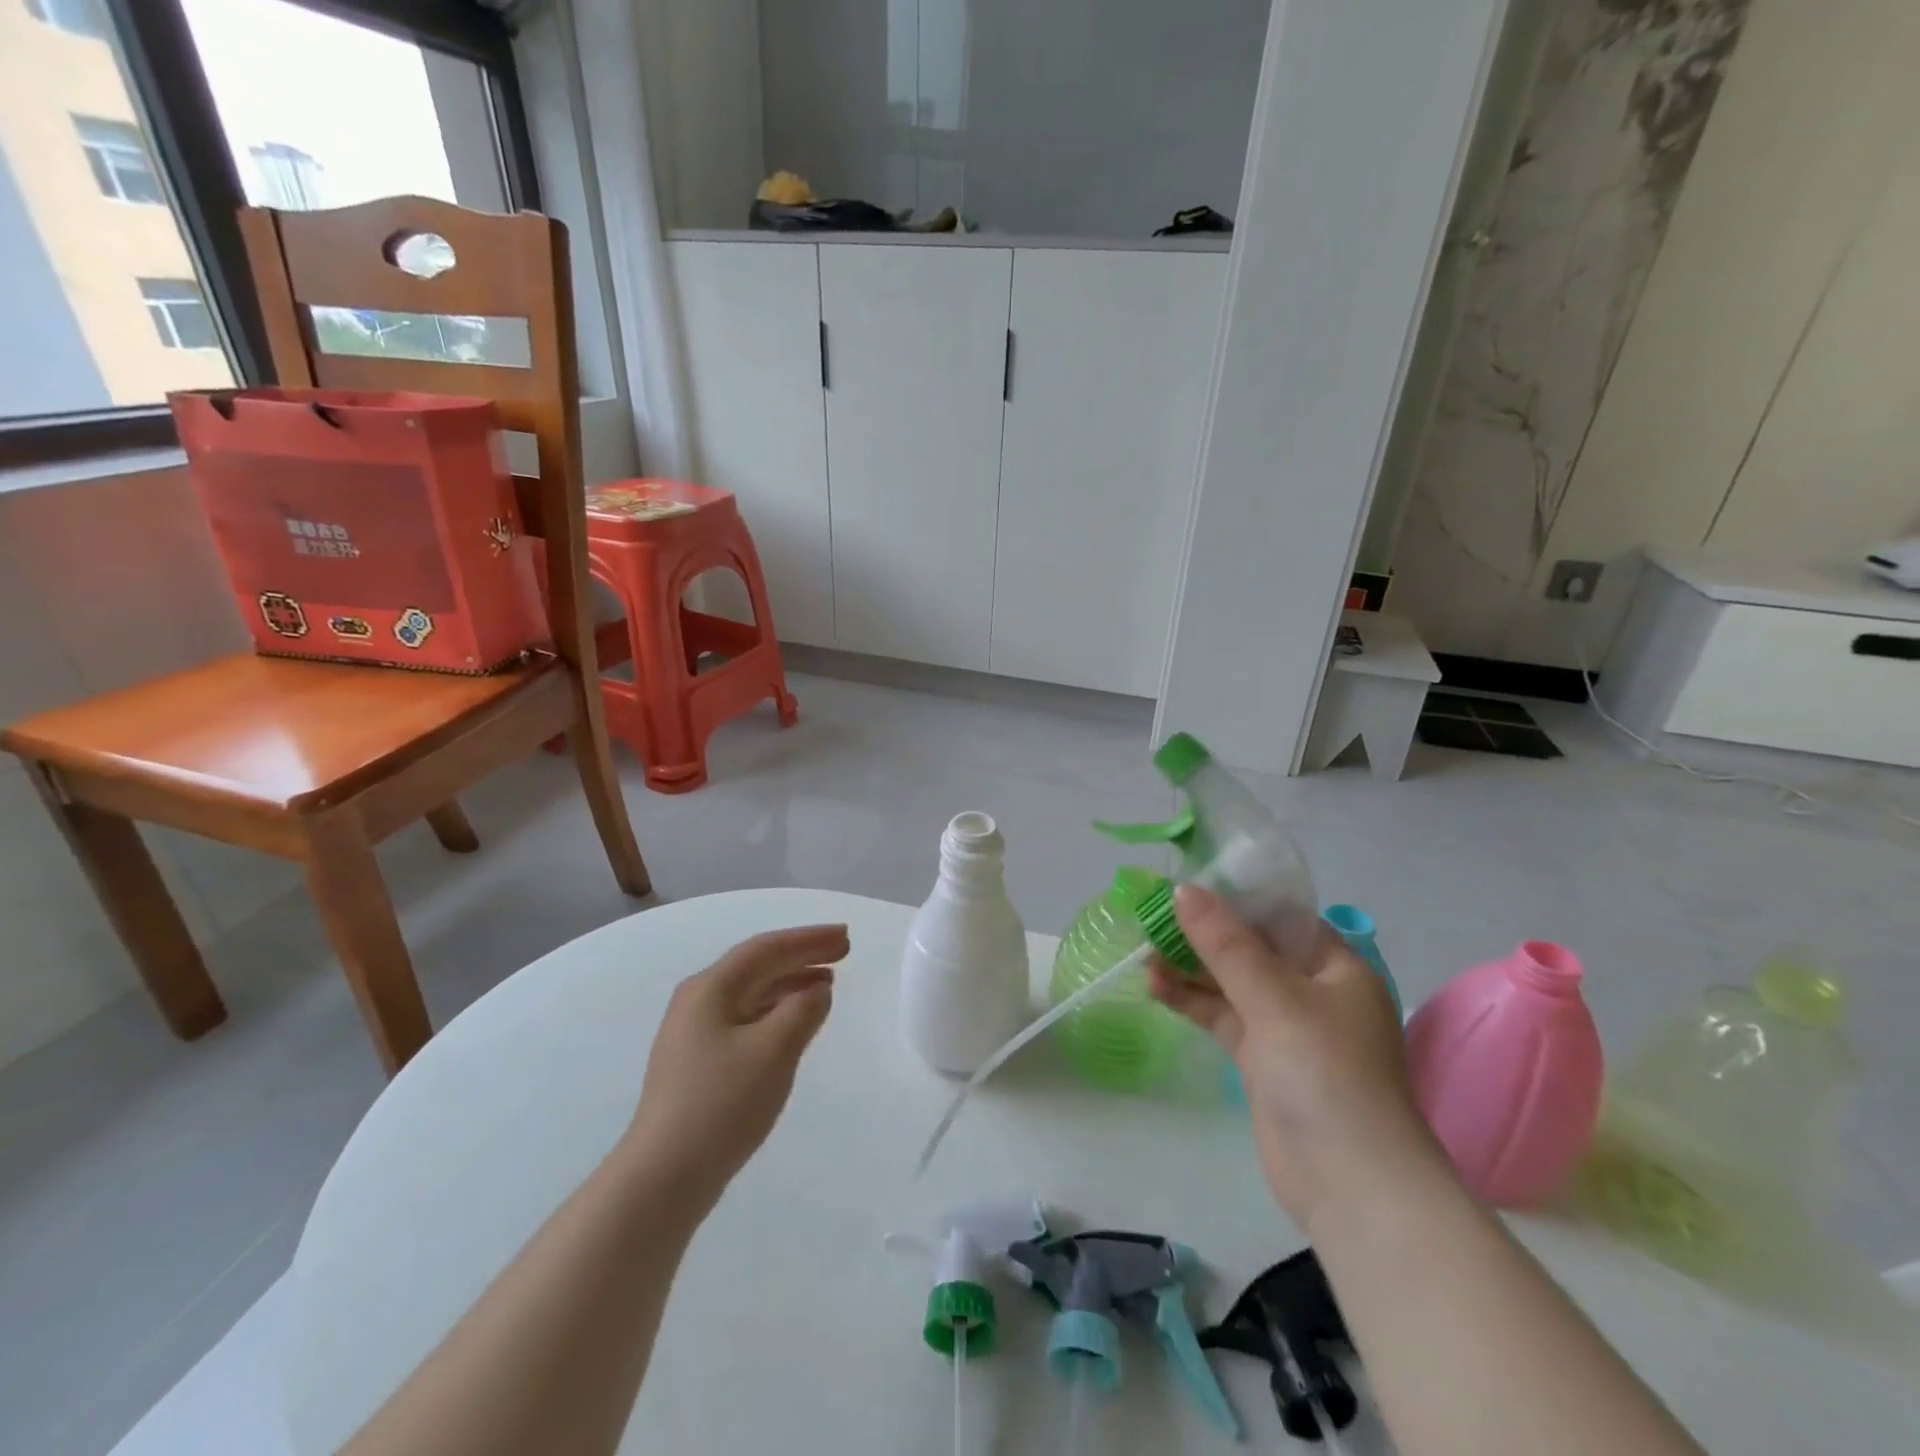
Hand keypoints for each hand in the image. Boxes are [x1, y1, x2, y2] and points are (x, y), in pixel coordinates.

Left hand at [627, 925, 848, 1207]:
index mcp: (710, 988)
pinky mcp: (698, 1063)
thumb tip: (818, 991)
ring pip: (752, 993)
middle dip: (802, 956)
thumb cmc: (721, 1104)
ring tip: (827, 984)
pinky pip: (746, 1019)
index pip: (767, 949)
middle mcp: (698, 1001)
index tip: (845, 937)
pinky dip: (776, 1012)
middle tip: (844, 953)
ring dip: (791, 984)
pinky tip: (795, 1023)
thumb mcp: (773, 1051)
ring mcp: (694, 1034)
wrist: (663, 1178)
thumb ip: (803, 1011)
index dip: (809, 939)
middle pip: (758, 966)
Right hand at [1148, 886, 1439, 1233]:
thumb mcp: (1275, 999)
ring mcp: (1287, 1028)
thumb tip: (1183, 890)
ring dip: (1190, 967)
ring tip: (1143, 951)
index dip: (1235, 898)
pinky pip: (1223, 1016)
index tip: (1187, 885)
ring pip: (1231, 983)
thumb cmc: (1326, 1074)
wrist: (1351, 1187)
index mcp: (1337, 968)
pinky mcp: (1263, 1061)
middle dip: (1203, 933)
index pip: (1282, 917)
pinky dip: (1192, 1000)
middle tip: (1153, 916)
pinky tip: (1155, 986)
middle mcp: (1314, 992)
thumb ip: (1226, 944)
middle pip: (1251, 948)